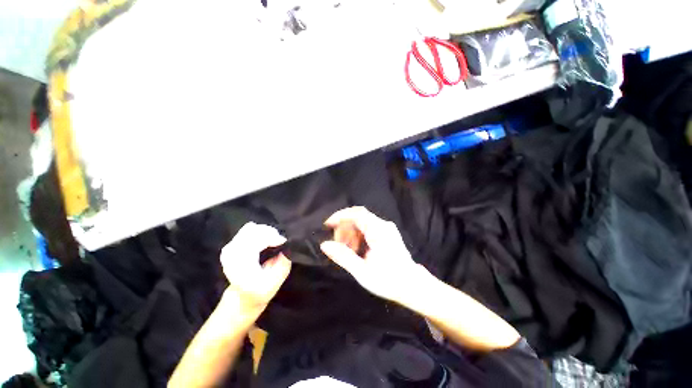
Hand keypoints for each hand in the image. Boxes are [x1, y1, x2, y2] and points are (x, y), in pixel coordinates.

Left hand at [220, 222, 291, 309]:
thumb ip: (283, 263)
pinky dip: (260, 231)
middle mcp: (231, 254)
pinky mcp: (231, 245)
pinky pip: (248, 229)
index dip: (272, 237)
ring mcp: (229, 248)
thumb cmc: (261, 290)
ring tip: (274, 239)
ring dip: (265, 231)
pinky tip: (266, 239)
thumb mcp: (276, 281)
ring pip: (250, 228)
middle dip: (270, 232)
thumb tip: (287, 246)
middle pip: (252, 231)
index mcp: (240, 265)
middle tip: (280, 240)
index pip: (255, 241)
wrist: (243, 297)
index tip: (283, 241)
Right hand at [320, 207, 425, 302]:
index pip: (357, 214)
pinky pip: (368, 228)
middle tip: (337, 244)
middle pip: (359, 217)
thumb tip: (325, 245)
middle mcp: (383, 225)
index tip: (327, 225)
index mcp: (378, 231)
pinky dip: (358, 235)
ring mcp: (387, 228)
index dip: (340, 216)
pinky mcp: (387, 233)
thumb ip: (343, 256)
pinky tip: (356, 249)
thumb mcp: (362, 271)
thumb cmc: (388, 280)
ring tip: (347, 249)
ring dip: (351, 232)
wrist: (413, 286)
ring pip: (363, 222)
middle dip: (344, 227)